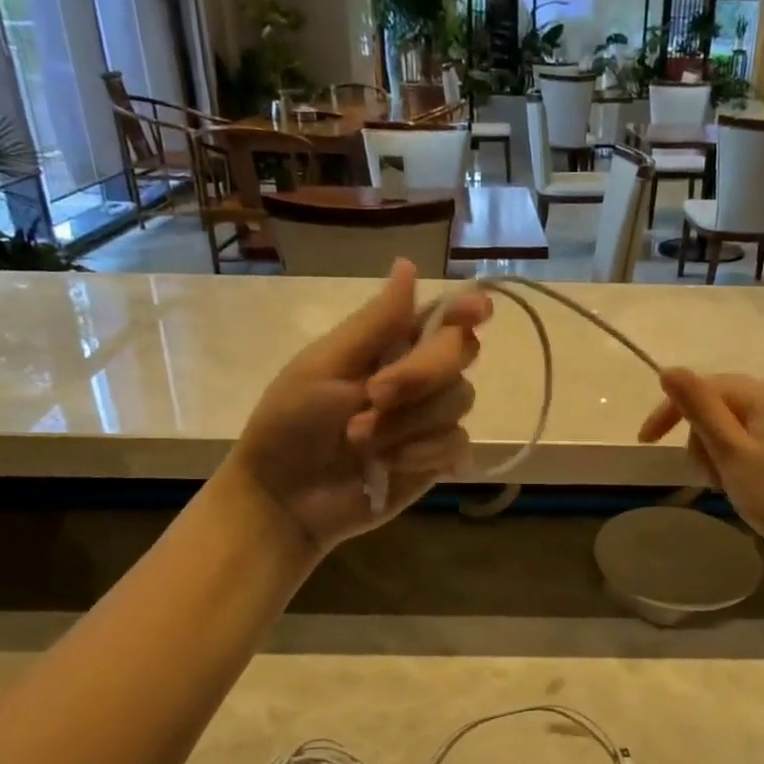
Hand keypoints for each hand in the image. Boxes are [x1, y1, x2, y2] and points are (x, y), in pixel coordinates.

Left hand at [222, 261, 491, 552]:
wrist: (285, 499)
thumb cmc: (290, 423)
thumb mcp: (325, 365)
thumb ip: (376, 322)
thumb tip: (408, 264)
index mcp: (389, 345)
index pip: (442, 317)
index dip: (465, 309)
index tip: (479, 312)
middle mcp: (418, 376)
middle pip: (460, 352)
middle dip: (419, 374)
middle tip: (374, 396)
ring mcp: (430, 419)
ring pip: (460, 399)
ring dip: (409, 421)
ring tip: (364, 442)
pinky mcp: (436, 459)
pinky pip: (457, 443)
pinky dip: (423, 453)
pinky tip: (389, 465)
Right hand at [637, 369, 763, 565]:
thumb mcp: (730, 451)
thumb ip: (699, 408)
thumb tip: (668, 369)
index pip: (706, 388)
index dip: (671, 411)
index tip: (646, 442)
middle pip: (721, 406)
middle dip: (701, 438)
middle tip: (707, 476)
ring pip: (736, 426)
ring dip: (719, 452)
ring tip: (726, 485)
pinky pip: (756, 440)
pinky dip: (739, 459)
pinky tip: (744, 485)